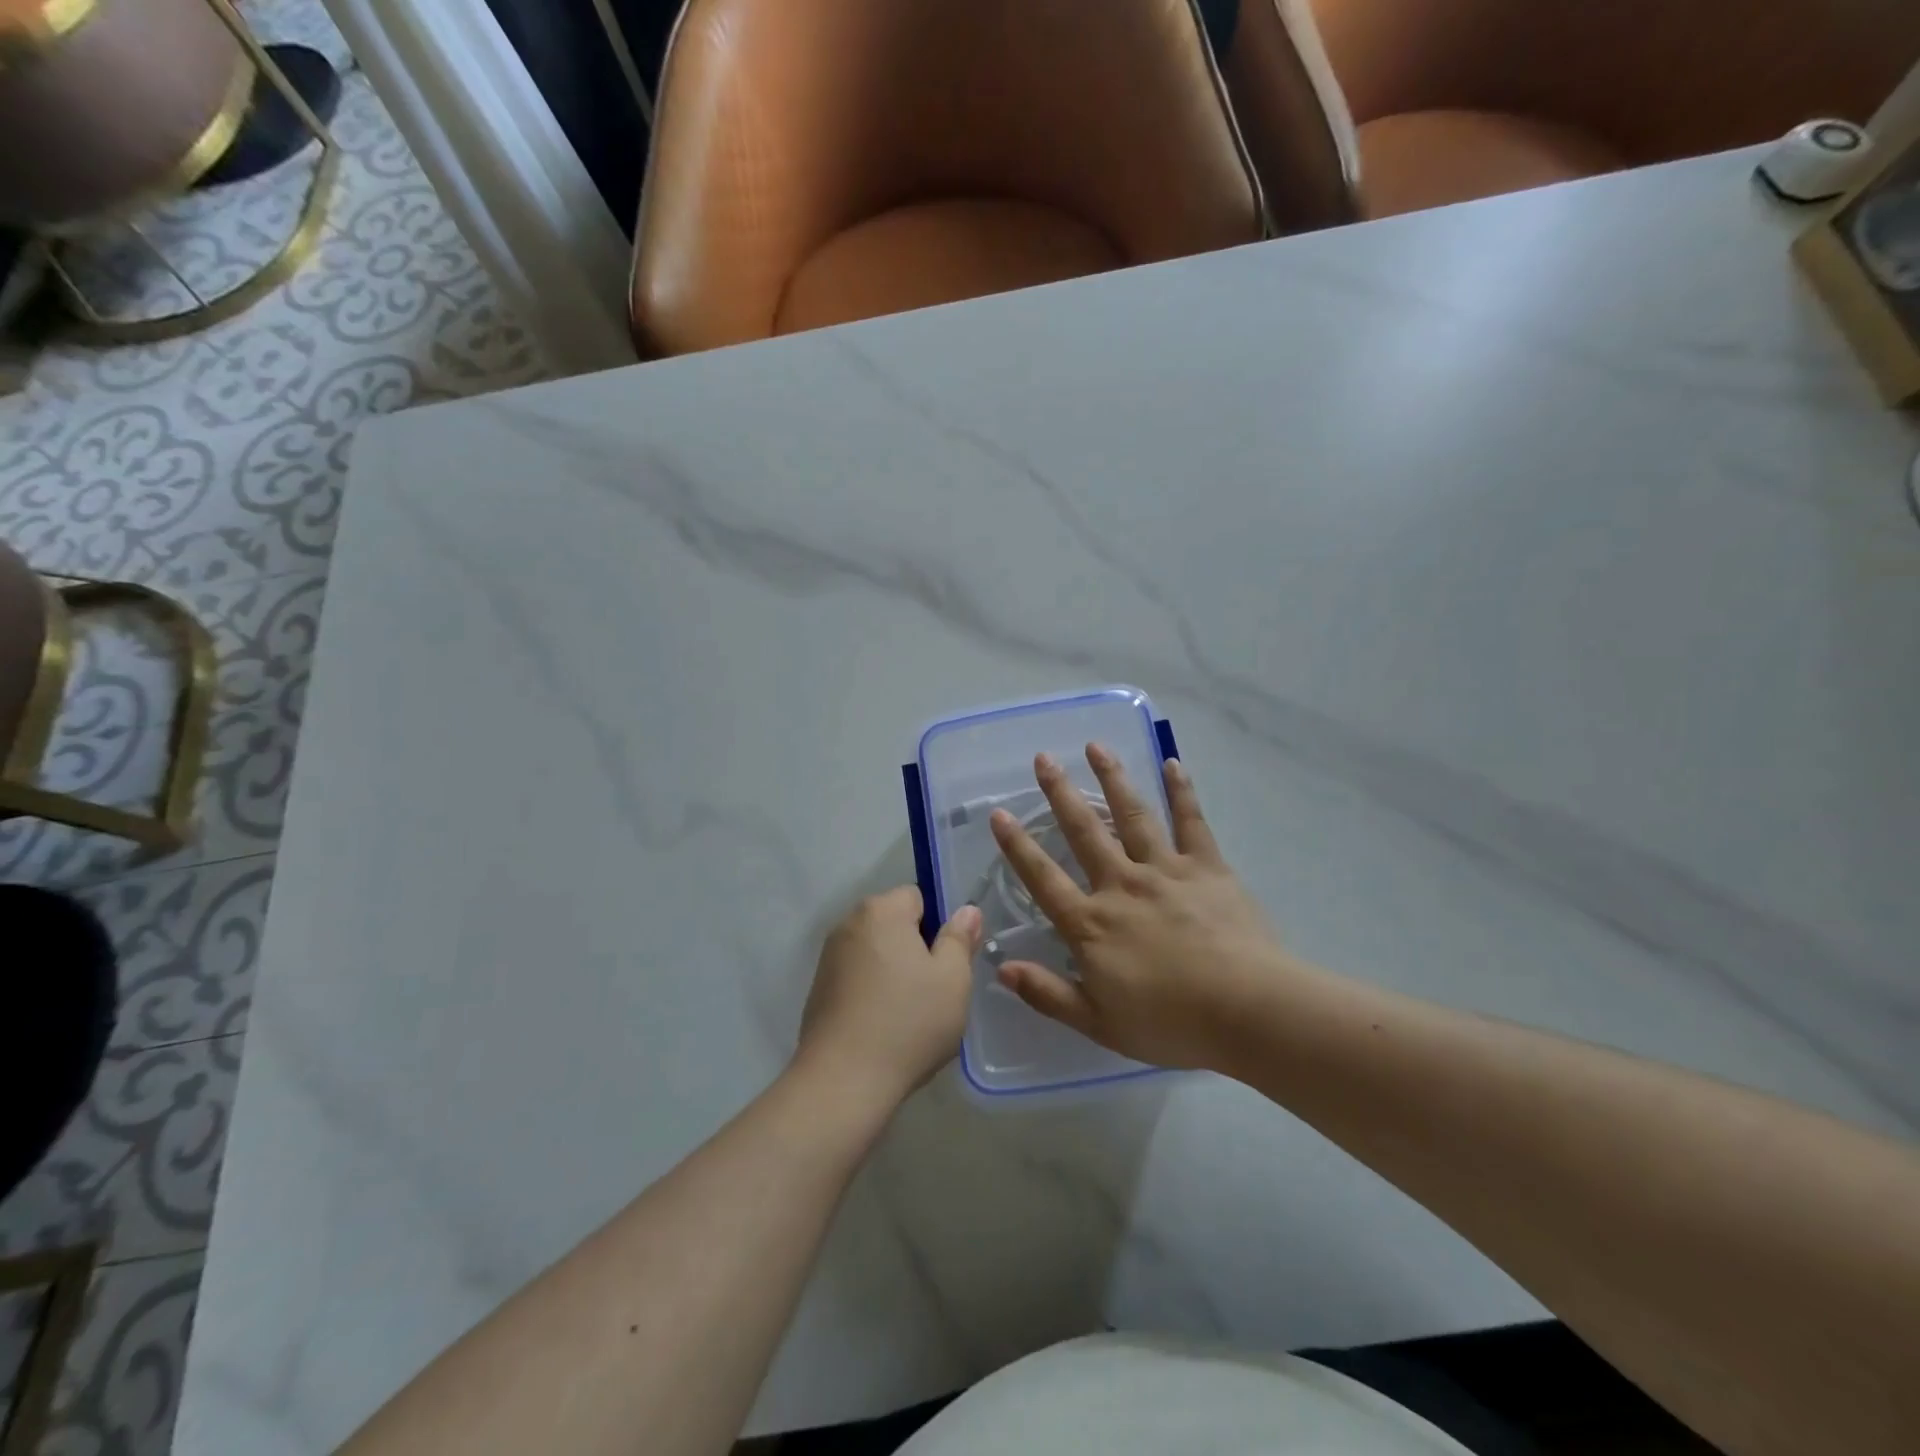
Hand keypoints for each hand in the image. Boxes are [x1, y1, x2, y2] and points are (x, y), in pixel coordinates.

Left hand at [797, 886, 980, 1104]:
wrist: (842, 1082)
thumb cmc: (908, 1022)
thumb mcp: (953, 979)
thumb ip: (960, 939)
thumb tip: (966, 911)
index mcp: (881, 911)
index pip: (918, 897)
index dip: (938, 926)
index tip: (947, 962)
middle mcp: (848, 924)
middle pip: (895, 924)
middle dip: (916, 949)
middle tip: (935, 990)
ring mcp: (828, 958)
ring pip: (877, 953)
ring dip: (894, 972)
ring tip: (910, 1015)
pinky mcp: (818, 991)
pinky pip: (857, 979)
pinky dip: (873, 993)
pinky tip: (884, 1028)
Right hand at [990, 747, 1287, 1069]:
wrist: (1246, 1010)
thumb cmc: (1170, 1023)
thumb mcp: (1098, 1023)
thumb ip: (1047, 993)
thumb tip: (1000, 968)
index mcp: (1092, 924)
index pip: (1043, 878)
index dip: (1017, 847)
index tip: (999, 814)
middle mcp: (1121, 885)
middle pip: (1084, 832)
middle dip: (1059, 794)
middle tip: (1043, 758)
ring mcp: (1165, 870)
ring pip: (1132, 815)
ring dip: (1112, 778)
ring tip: (1096, 746)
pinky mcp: (1206, 867)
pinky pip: (1192, 822)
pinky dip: (1182, 791)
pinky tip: (1173, 763)